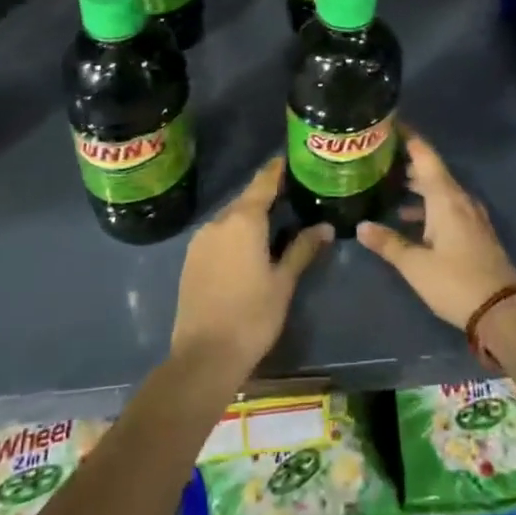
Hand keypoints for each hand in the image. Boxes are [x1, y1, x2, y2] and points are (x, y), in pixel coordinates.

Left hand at [172, 157, 328, 383]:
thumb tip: (325, 227)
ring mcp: (200, 240)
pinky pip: (217, 234)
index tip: (289, 159)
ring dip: (249, 216)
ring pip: (230, 218)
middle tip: (290, 194)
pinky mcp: (190, 259)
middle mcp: (219, 222)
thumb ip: (302, 249)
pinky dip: (234, 233)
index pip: (263, 183)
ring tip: (273, 220)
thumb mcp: (283, 282)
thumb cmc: (252, 316)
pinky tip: (247, 246)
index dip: (276, 170)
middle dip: (266, 195)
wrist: (204, 356)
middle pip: (246, 199)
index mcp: (244, 221)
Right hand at [357, 131, 515, 330]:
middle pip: (432, 170)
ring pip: (439, 189)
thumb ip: (388, 242)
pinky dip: (426, 203)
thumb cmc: (456, 282)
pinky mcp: (474, 231)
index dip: (408, 137)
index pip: (425, 156)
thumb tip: (360, 226)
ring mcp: (470, 215)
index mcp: (446, 198)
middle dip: (406, 160)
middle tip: (378, 154)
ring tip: (387, 182)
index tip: (388, 122)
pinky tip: (408, 216)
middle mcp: (460, 199)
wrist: (503, 311)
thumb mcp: (415, 265)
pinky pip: (447, 205)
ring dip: (416, 184)